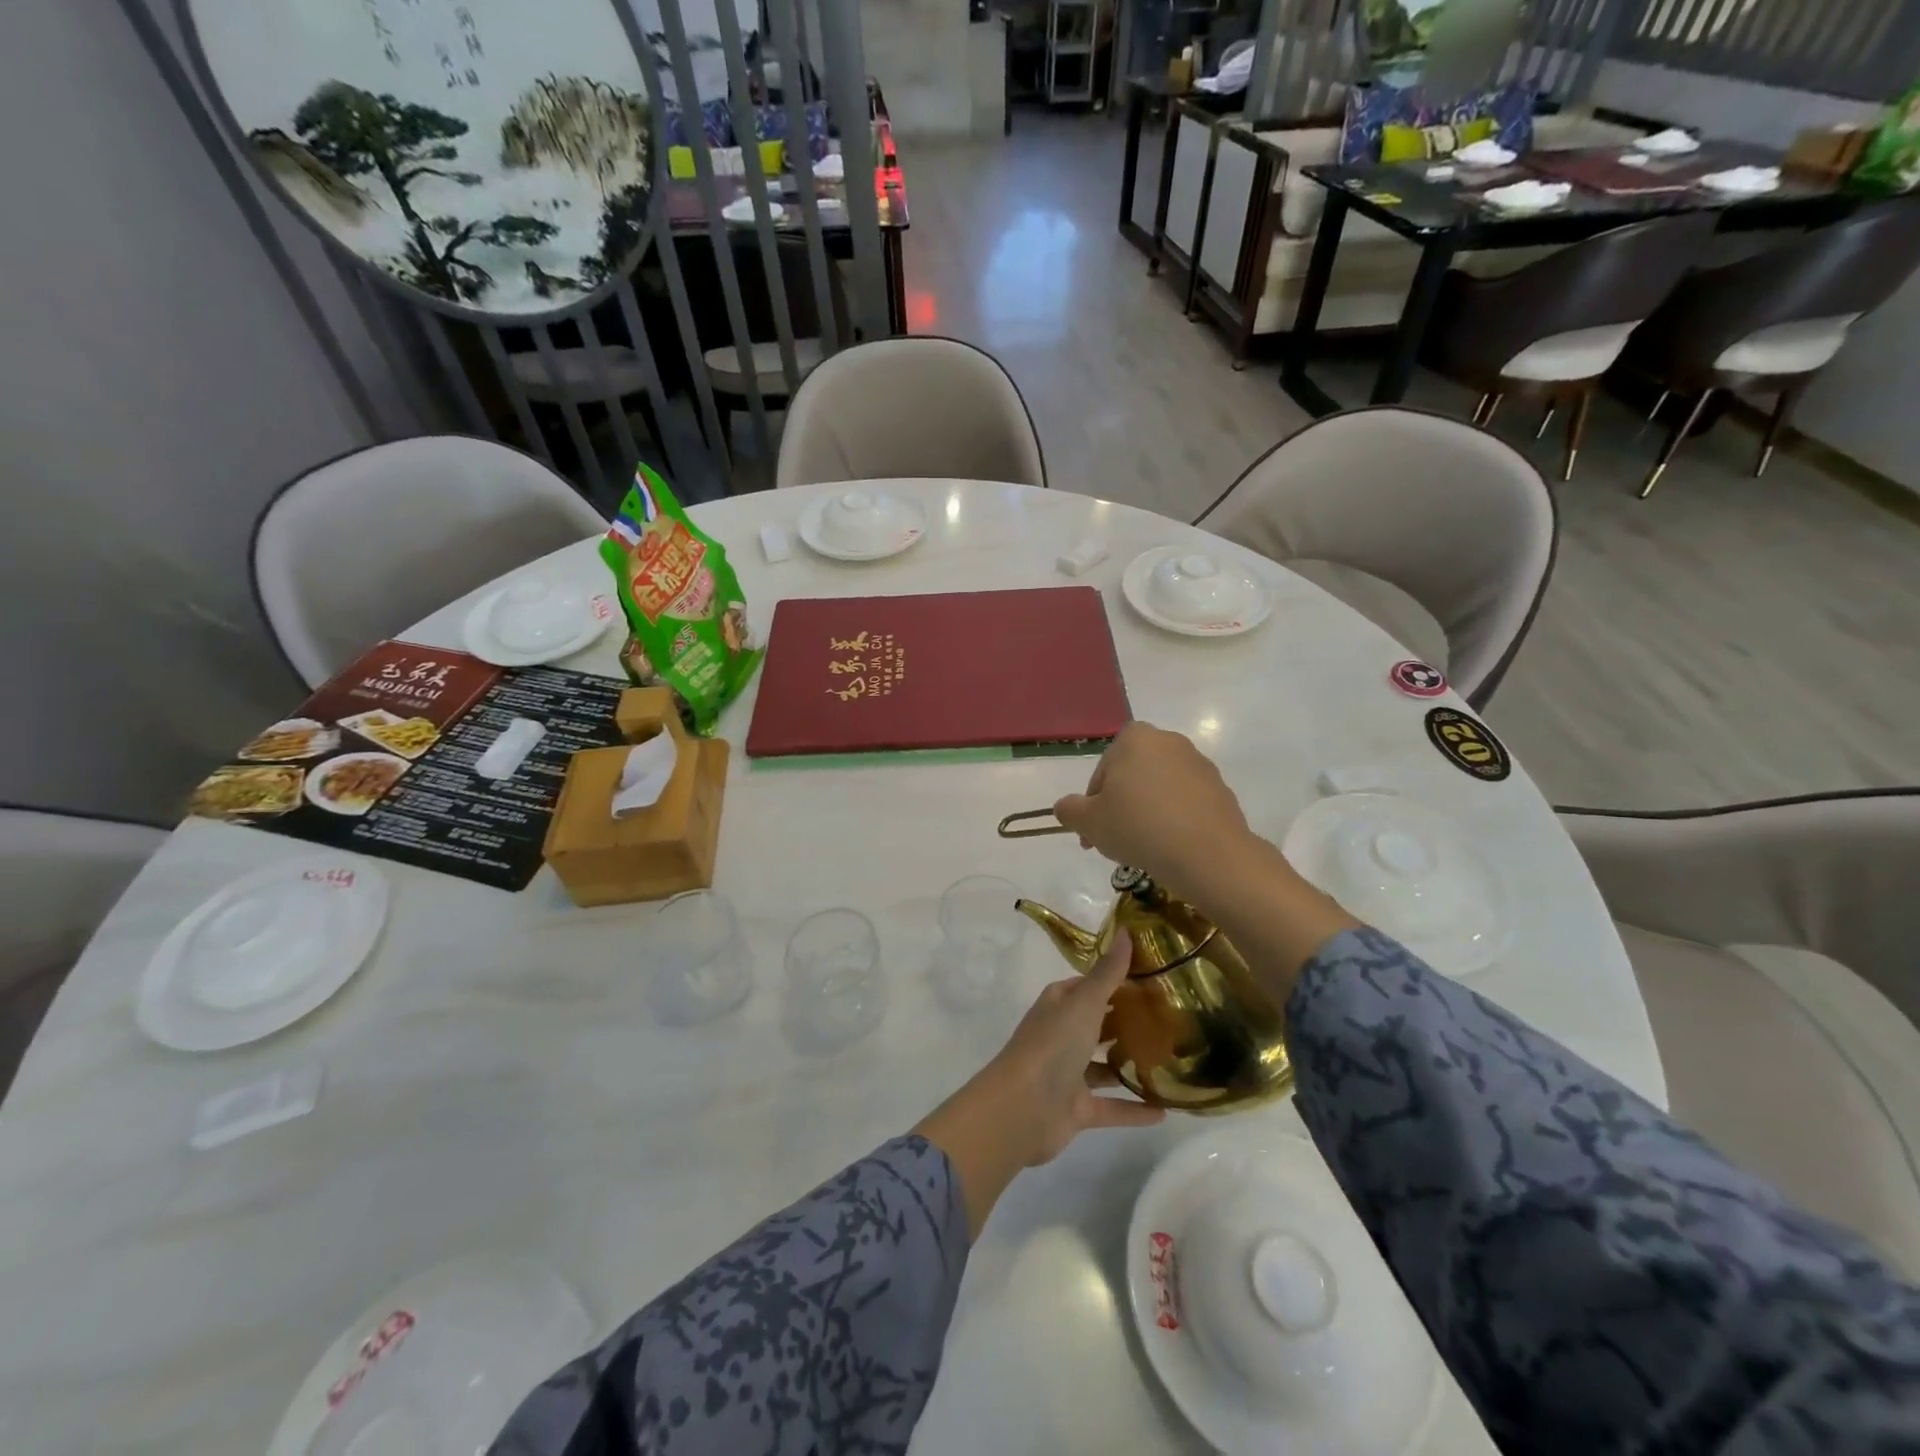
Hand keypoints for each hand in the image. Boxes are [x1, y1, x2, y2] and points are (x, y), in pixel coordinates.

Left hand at [915, 936, 1162, 1234]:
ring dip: (1131, 1065)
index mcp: (1059, 1005)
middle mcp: (1062, 1035)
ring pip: (1104, 1066)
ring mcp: (1069, 1073)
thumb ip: (1108, 973)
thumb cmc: (1052, 1046)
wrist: (1022, 1108)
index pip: (1088, 986)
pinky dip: (1135, 1109)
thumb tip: (1127, 931)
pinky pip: (1112, 1107)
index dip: (1115, 980)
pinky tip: (1166, 1110)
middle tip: (1172, 1018)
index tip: (1152, 977)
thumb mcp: (1083, 1003)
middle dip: (1128, 1022)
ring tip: (1173, 1060)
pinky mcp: (1078, 1108)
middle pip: (1097, 1024)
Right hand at [1055, 723, 1359, 1003]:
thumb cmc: (1138, 827)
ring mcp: (1200, 765)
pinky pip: (1186, 803)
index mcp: (1135, 738)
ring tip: (1144, 848)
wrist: (1208, 854)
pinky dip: (1175, 820)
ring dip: (1148, 812)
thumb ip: (1070, 810)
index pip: (1103, 769)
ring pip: (1160, 790)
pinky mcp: (1221, 790)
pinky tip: (1171, 847)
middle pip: (1133, 776)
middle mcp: (1169, 741)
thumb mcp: (1089, 822)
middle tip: (1115, 840)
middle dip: (1122, 805)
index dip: (1093, 803)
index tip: (1093, 832)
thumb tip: (1065, 807)